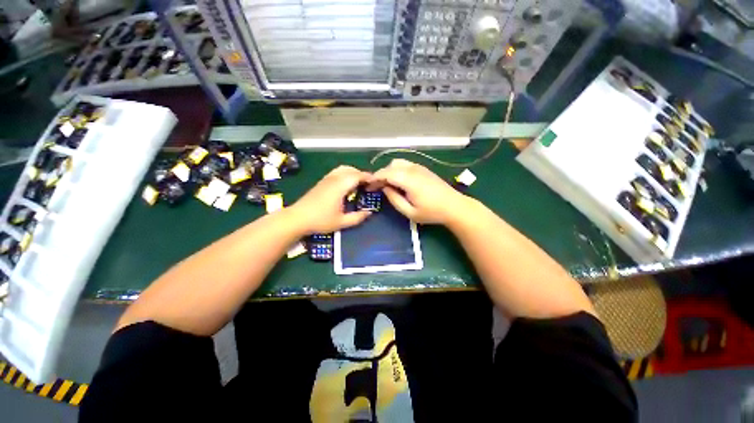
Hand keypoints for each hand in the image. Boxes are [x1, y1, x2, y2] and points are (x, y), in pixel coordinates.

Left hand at [289, 166, 372, 233]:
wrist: (297, 218)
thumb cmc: (320, 220)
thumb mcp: (341, 222)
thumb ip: (357, 217)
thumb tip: (369, 213)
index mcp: (340, 186)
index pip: (357, 176)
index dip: (368, 177)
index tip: (376, 182)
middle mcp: (334, 179)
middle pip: (351, 170)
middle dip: (362, 175)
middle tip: (368, 185)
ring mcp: (326, 179)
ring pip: (343, 169)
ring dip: (353, 173)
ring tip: (358, 184)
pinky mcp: (321, 182)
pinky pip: (337, 172)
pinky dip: (345, 174)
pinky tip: (345, 185)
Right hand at [368, 159, 471, 224]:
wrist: (454, 206)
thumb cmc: (432, 212)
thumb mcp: (410, 212)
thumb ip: (394, 199)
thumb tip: (384, 188)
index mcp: (409, 180)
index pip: (387, 173)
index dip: (375, 178)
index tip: (368, 186)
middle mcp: (413, 169)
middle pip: (391, 166)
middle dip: (381, 174)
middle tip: (377, 187)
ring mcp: (419, 167)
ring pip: (398, 163)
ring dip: (390, 171)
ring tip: (387, 184)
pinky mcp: (423, 169)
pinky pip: (406, 164)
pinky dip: (398, 170)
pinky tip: (399, 181)